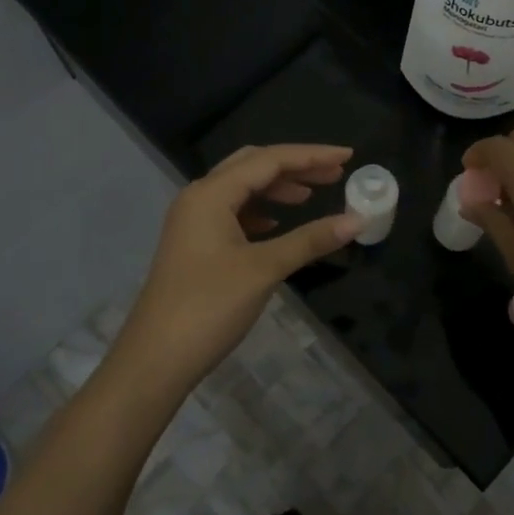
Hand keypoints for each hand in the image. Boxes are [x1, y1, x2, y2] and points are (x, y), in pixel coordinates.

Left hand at [106, 144, 361, 399]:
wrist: (156, 359)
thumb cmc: (209, 307)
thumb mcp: (264, 269)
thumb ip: (310, 240)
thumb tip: (358, 220)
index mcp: (211, 193)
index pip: (269, 160)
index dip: (311, 155)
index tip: (348, 155)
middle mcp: (199, 198)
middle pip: (253, 166)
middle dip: (295, 167)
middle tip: (335, 173)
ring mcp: (193, 222)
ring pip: (242, 189)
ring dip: (278, 188)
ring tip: (313, 195)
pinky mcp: (195, 245)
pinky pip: (233, 212)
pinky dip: (261, 211)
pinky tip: (279, 223)